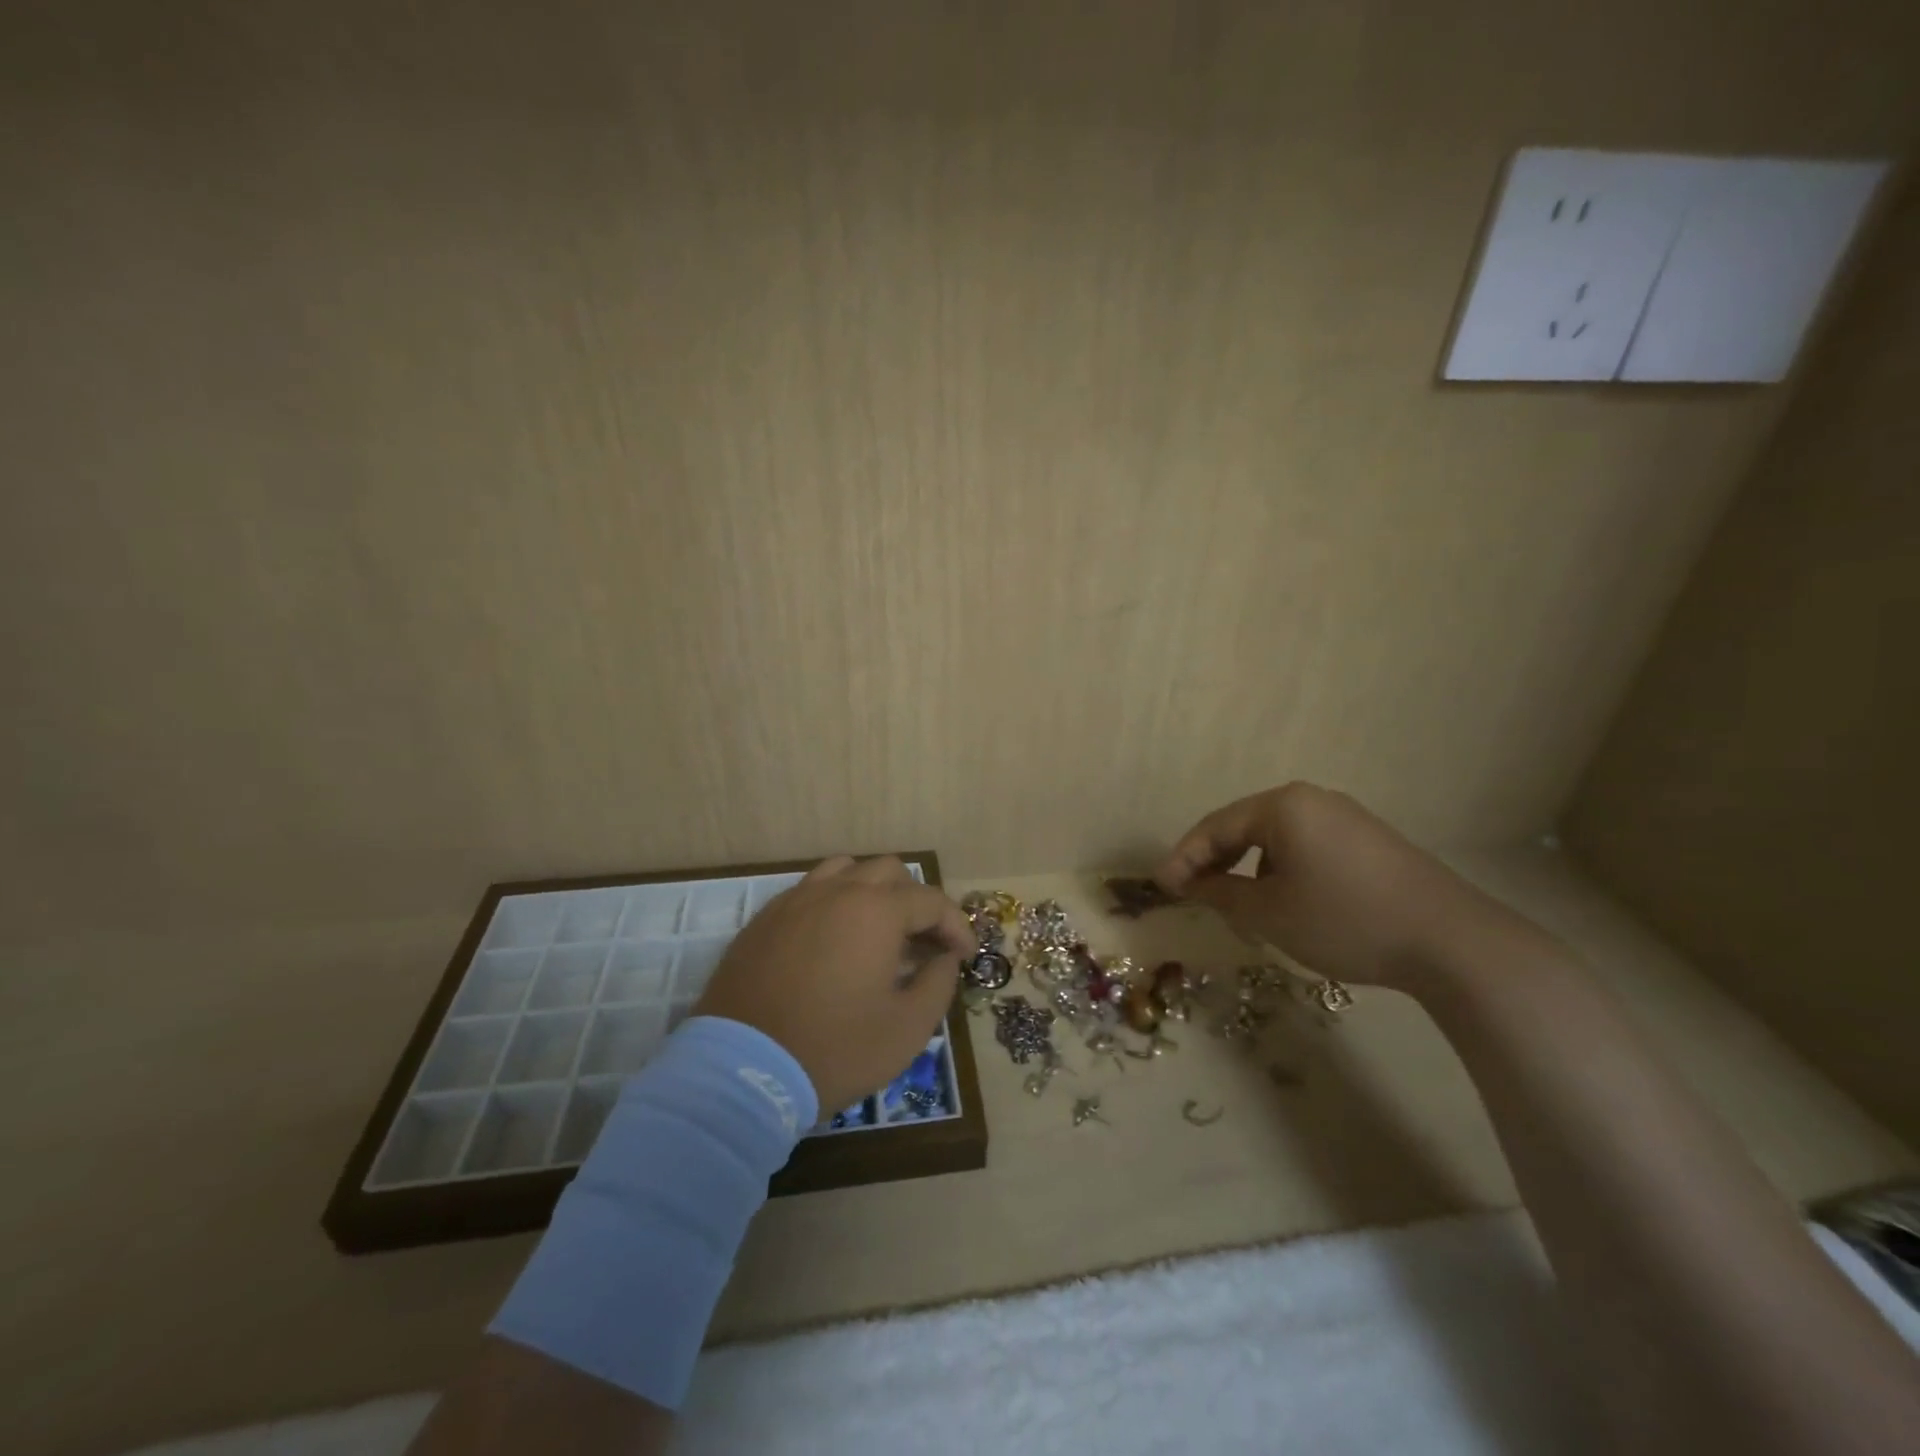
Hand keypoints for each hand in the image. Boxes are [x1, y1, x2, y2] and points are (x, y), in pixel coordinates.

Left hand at [693, 856, 975, 1113]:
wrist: (740, 1072)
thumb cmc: (835, 1049)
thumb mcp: (907, 1028)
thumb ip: (938, 982)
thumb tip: (945, 957)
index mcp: (875, 910)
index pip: (931, 900)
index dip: (955, 926)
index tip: (964, 956)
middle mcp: (835, 891)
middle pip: (888, 872)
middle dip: (915, 902)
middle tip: (922, 944)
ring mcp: (794, 901)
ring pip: (844, 872)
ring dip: (871, 893)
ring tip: (877, 933)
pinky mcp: (764, 920)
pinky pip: (809, 893)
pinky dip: (833, 906)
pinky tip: (833, 944)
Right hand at [1155, 783, 1523, 990]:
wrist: (1452, 942)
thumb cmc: (1344, 919)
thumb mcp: (1270, 913)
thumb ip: (1220, 893)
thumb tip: (1191, 885)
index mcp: (1282, 805)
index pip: (1214, 827)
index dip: (1183, 858)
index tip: (1161, 887)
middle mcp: (1311, 799)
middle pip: (1244, 826)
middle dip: (1214, 861)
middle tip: (1192, 893)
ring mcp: (1345, 818)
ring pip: (1276, 838)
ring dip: (1248, 868)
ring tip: (1238, 904)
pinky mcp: (1369, 841)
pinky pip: (1306, 847)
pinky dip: (1282, 870)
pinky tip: (1286, 901)